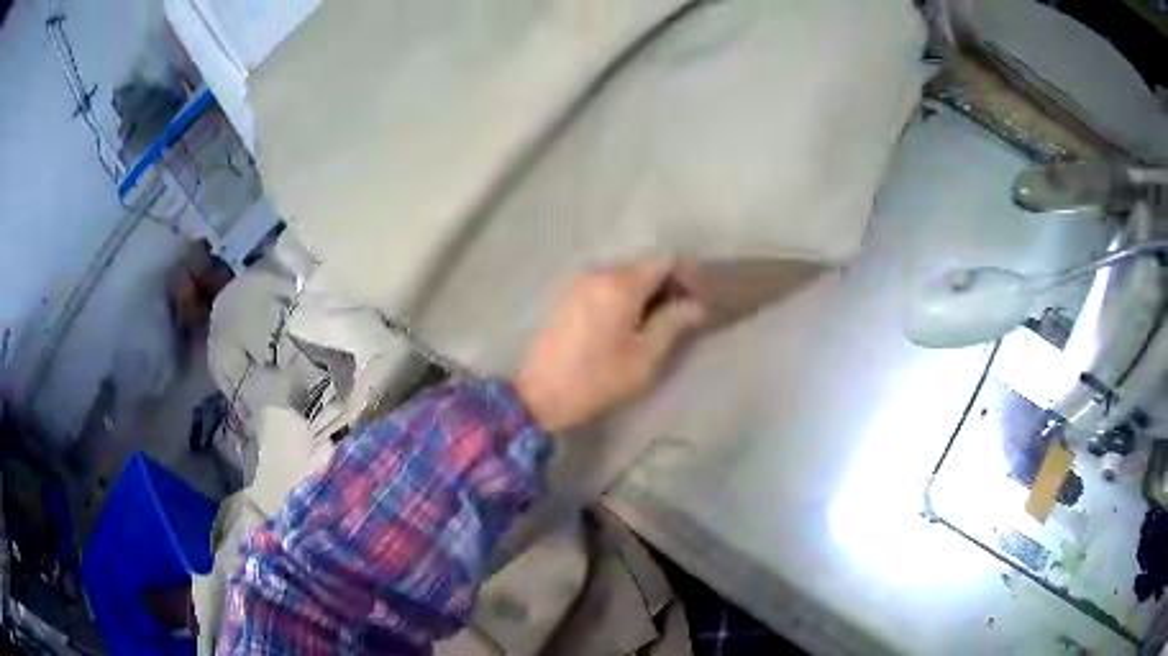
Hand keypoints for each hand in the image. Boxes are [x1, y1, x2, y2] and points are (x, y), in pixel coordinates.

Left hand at [513, 259, 705, 432]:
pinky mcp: (568, 297)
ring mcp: (580, 283)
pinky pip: (605, 285)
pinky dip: (624, 296)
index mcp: (620, 284)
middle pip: (644, 264)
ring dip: (646, 292)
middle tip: (680, 316)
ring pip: (625, 275)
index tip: (696, 302)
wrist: (540, 394)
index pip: (665, 260)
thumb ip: (673, 324)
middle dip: (668, 284)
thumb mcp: (645, 357)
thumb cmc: (598, 378)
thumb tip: (695, 306)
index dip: (687, 276)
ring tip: (656, 323)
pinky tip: (627, 324)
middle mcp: (599, 273)